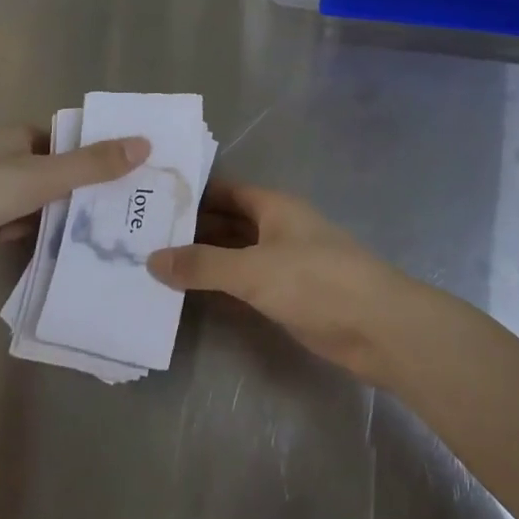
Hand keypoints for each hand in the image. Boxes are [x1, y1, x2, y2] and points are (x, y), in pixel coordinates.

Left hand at [0, 127, 149, 299]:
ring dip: (68, 212)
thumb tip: (145, 143)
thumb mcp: (39, 177)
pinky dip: (44, 233)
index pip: (68, 137)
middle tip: (133, 204)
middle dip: (89, 185)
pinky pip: (24, 226)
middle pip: (58, 170)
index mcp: (15, 136)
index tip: (137, 166)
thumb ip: (91, 165)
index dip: (100, 149)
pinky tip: (72, 248)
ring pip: (42, 201)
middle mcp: (4, 160)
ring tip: (114, 229)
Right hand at [147, 182, 426, 383]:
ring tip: (153, 264)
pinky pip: (245, 282)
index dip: (192, 192)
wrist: (377, 327)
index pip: (225, 190)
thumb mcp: (253, 269)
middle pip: (228, 221)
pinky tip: (188, 294)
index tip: (151, 199)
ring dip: (203, 259)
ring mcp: (284, 262)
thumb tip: (151, 258)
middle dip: (191, 228)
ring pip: (235, 253)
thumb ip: (202, 265)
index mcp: (274, 207)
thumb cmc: (316, 281)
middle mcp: (277, 228)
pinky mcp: (288, 295)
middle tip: (141, 235)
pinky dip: (220, 285)